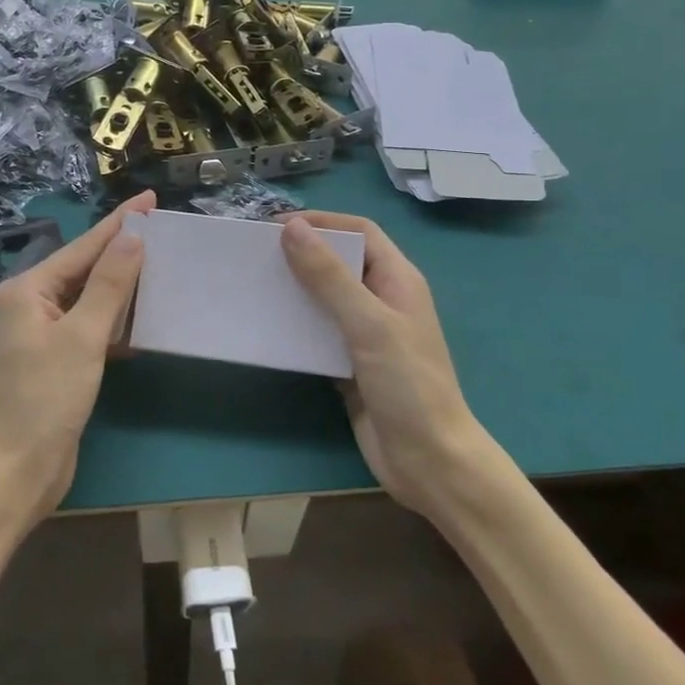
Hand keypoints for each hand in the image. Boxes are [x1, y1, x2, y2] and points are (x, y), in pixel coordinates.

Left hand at [0, 191, 155, 523]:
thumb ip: (109, 284)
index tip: (149, 199)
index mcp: (28, 290)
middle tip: (163, 232)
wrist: (18, 471)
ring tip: (161, 268)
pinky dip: (114, 321)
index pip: (83, 247)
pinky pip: (90, 327)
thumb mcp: (83, 337)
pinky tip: (142, 321)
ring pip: (89, 298)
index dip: (119, 223)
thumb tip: (132, 237)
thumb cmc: (46, 399)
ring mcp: (41, 333)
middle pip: (84, 269)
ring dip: (122, 288)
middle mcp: (31, 304)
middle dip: (122, 252)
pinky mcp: (55, 360)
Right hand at [280, 212, 487, 515]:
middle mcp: (382, 301)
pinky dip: (294, 326)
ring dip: (293, 289)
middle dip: (301, 253)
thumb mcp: (369, 324)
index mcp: (398, 280)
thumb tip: (292, 228)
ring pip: (324, 298)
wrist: (429, 462)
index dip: (322, 222)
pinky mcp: (349, 364)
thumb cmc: (408, 385)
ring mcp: (366, 334)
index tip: (275, 226)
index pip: (360, 232)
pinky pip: (317, 333)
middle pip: (339, 262)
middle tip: (257, 255)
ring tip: (255, 285)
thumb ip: (330, 277)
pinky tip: (267, 327)